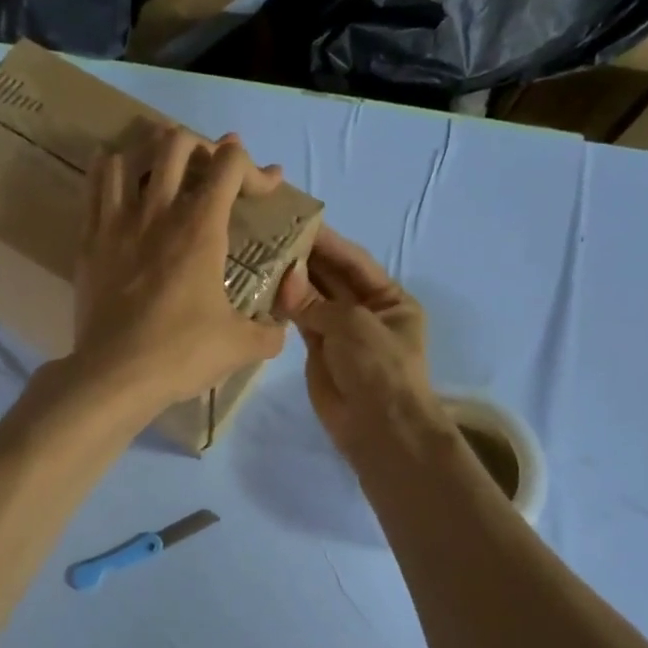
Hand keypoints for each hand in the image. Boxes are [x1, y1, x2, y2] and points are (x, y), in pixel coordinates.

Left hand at [72, 126, 287, 417]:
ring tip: (165, 171)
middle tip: (213, 173)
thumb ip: (270, 330)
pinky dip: (111, 170)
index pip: (231, 164)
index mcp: (201, 228)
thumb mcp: (241, 346)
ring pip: (130, 155)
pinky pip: (95, 184)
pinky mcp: (89, 239)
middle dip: (204, 148)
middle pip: (178, 143)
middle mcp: (158, 211)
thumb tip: (278, 326)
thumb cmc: (181, 354)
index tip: (267, 187)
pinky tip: (120, 180)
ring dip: (153, 153)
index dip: (256, 168)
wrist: (114, 374)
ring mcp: (118, 221)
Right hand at [276, 226, 437, 455]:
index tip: (296, 220)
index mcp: (389, 299)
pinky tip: (261, 288)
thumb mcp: (354, 325)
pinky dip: (284, 307)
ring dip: (291, 280)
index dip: (328, 241)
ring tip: (259, 255)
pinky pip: (300, 322)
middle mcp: (365, 311)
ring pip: (313, 299)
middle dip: (306, 258)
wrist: (378, 427)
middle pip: (332, 277)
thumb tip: (284, 279)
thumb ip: (316, 301)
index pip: (354, 261)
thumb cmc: (379, 367)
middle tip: (269, 233)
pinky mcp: (319, 352)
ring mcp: (341, 332)